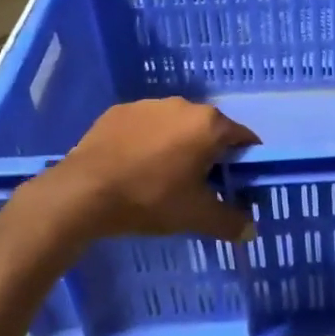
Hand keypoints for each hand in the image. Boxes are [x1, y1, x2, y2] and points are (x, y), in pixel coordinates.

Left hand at [43, 98, 258, 242]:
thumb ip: (229, 222)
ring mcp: (148, 105)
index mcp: (209, 124)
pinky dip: (147, 142)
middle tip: (199, 186)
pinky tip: (134, 167)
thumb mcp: (195, 216)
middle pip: (209, 129)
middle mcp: (183, 105)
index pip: (243, 139)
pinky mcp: (119, 111)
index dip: (245, 162)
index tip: (236, 184)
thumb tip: (250, 230)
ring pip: (175, 125)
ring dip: (177, 145)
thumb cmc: (151, 198)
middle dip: (209, 154)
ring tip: (162, 177)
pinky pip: (145, 126)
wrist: (84, 191)